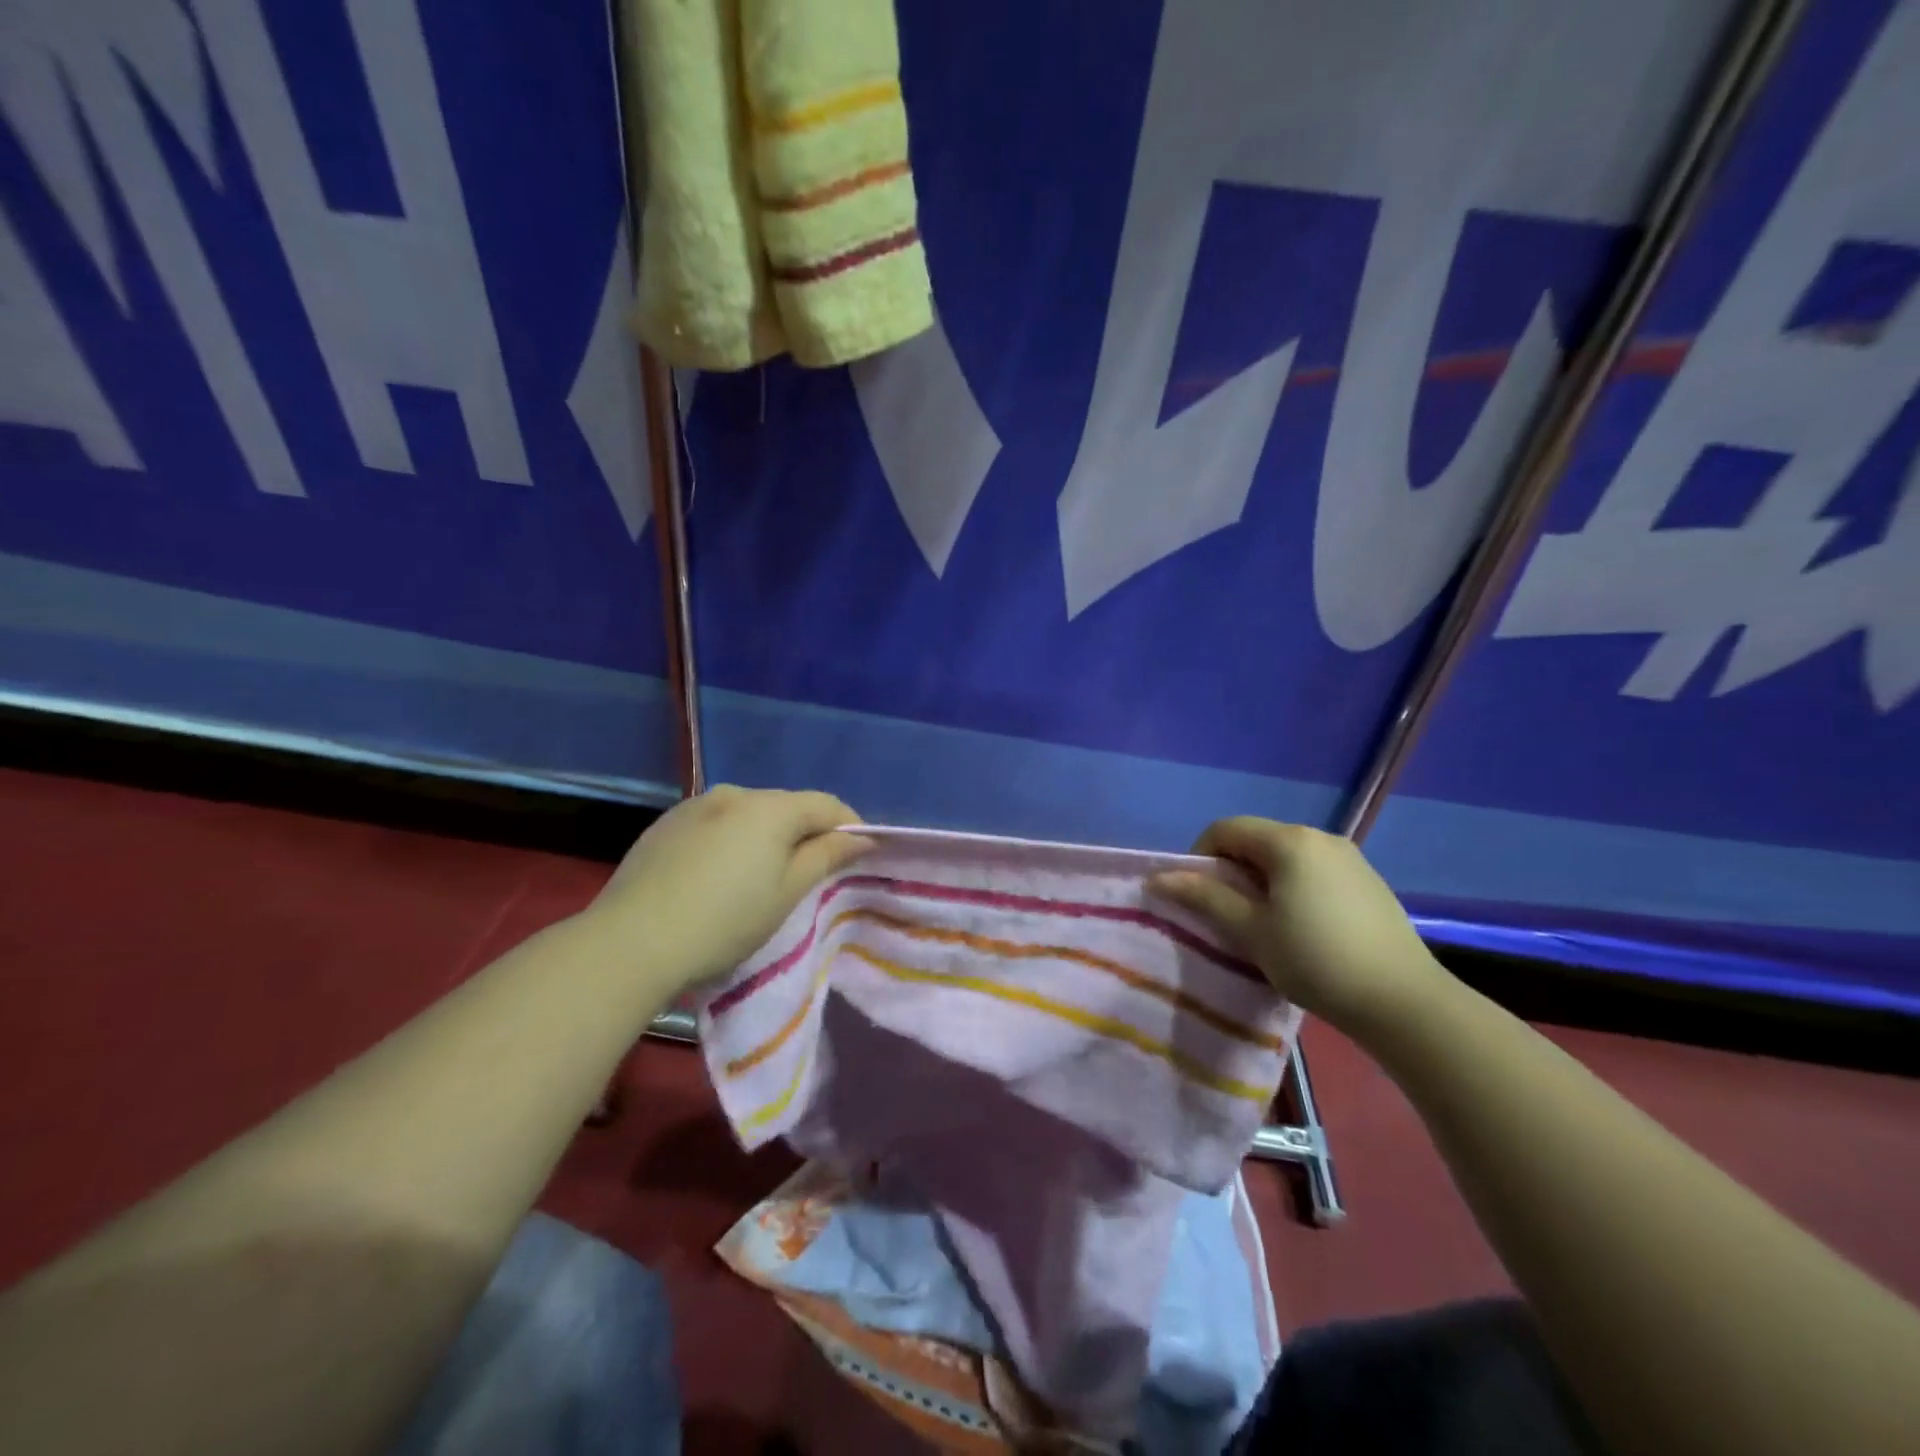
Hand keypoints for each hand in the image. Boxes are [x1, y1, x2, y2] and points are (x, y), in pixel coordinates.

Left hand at [587, 786, 871, 992]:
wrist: (631, 942)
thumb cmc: (725, 921)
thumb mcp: (787, 893)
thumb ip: (826, 857)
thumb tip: (860, 838)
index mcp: (769, 808)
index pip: (826, 804)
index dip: (849, 826)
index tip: (860, 855)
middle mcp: (733, 794)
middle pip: (786, 806)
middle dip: (806, 832)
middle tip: (811, 872)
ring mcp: (694, 806)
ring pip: (748, 815)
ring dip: (766, 836)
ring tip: (762, 876)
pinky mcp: (665, 825)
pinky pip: (715, 824)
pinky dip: (730, 841)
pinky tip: (719, 875)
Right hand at [1148, 817, 1447, 1041]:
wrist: (1404, 1002)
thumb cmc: (1316, 960)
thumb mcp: (1251, 931)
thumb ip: (1204, 897)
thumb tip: (1158, 878)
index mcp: (1289, 841)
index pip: (1225, 829)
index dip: (1200, 857)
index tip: (1198, 897)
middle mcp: (1319, 837)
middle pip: (1256, 840)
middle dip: (1232, 871)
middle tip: (1227, 915)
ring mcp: (1349, 858)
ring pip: (1286, 858)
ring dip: (1262, 882)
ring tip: (1264, 926)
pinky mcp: (1368, 882)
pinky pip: (1314, 872)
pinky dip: (1293, 889)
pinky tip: (1303, 929)